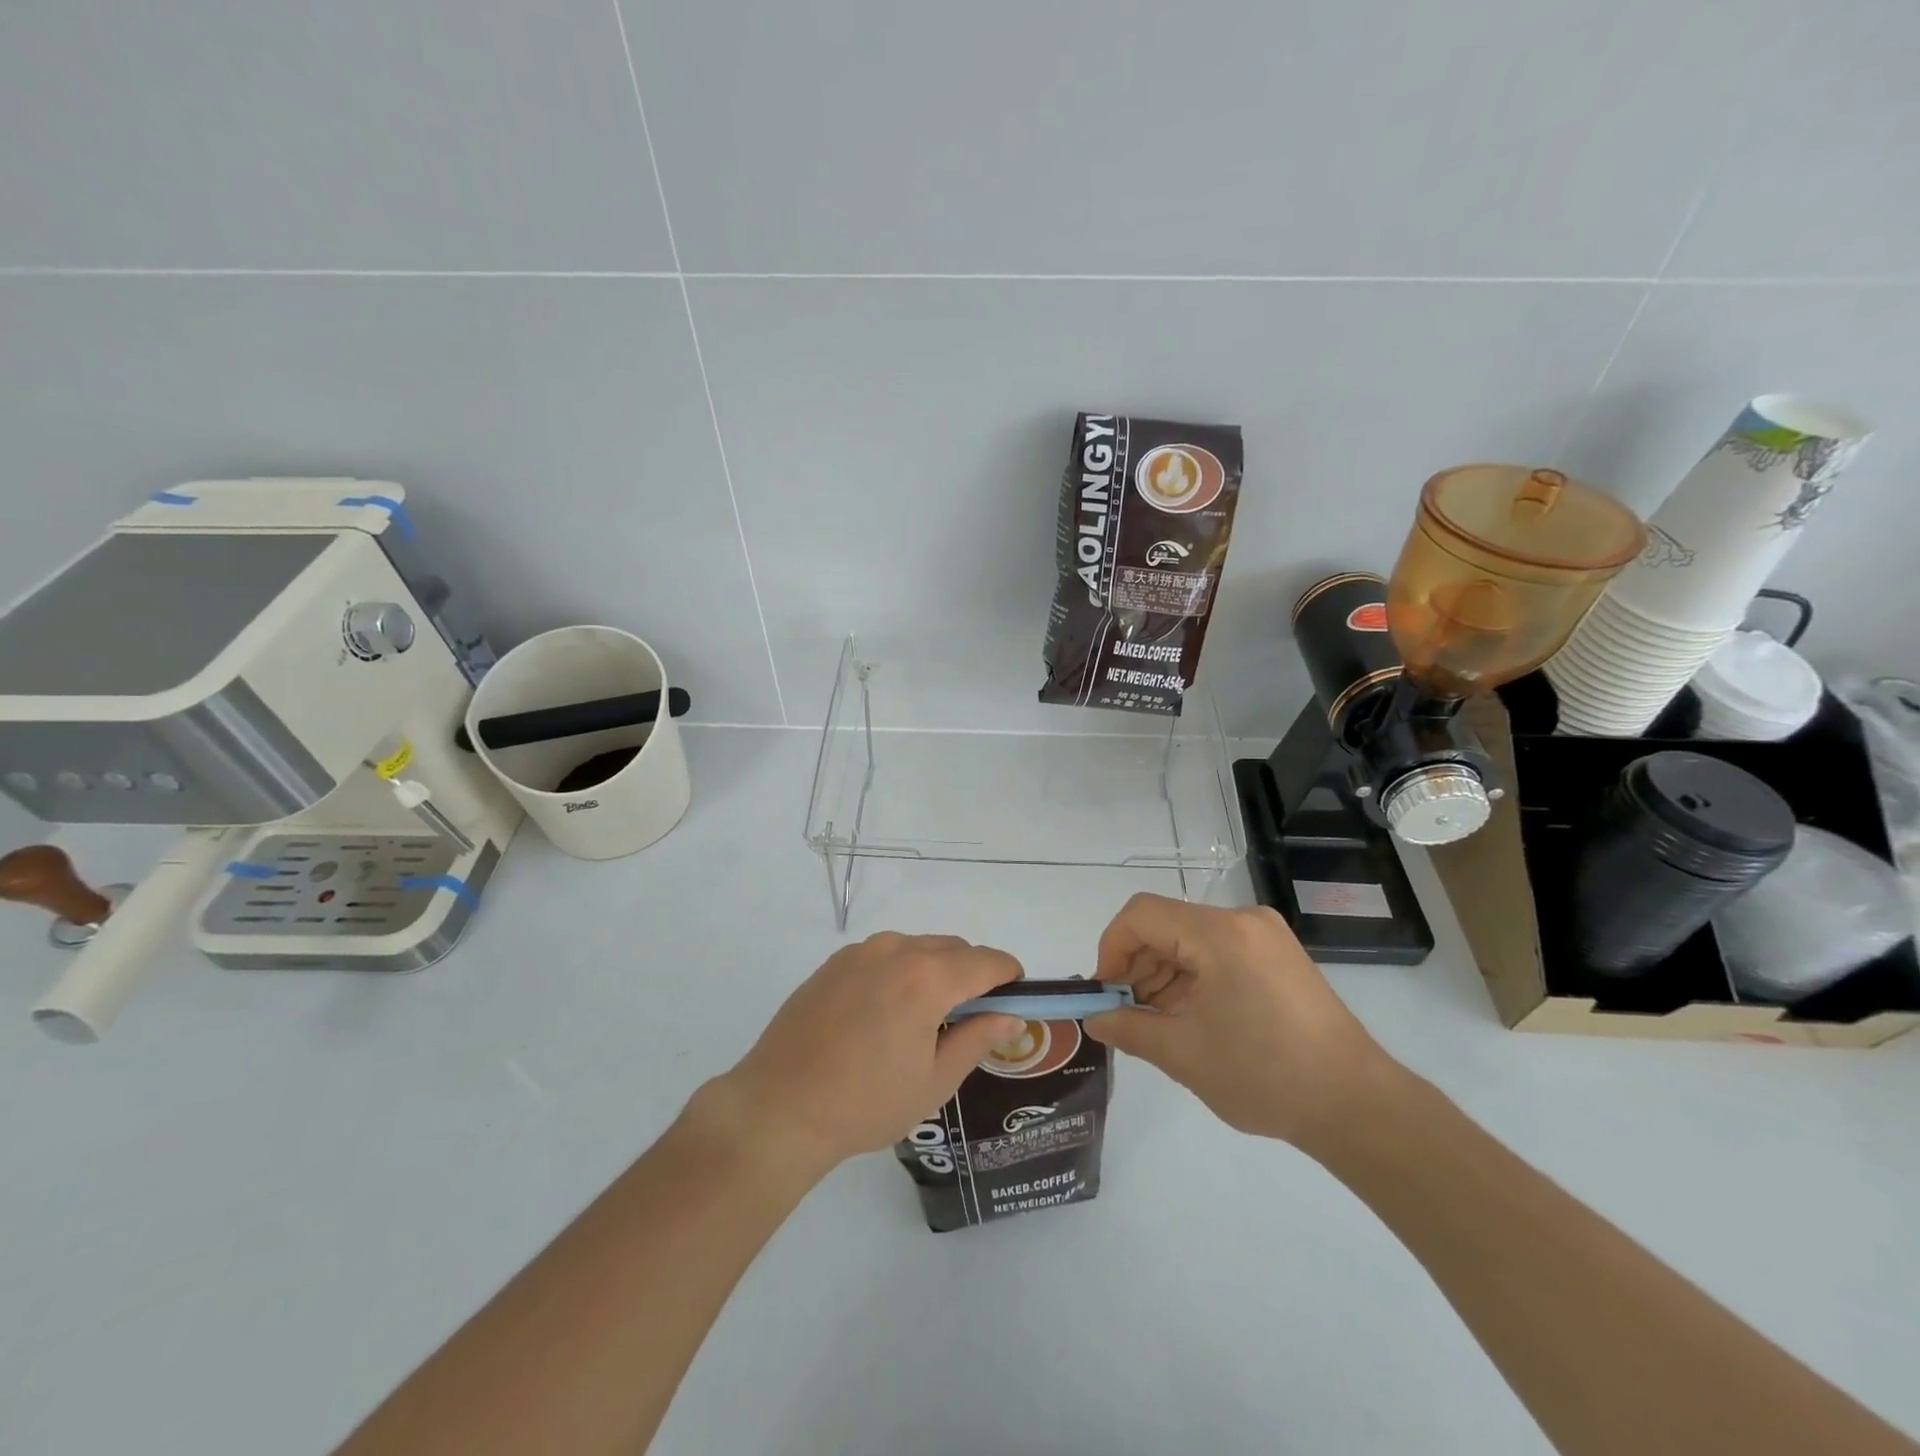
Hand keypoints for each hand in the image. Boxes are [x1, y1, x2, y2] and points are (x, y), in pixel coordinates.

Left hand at [701, 933, 1026, 1180]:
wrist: (779, 1108)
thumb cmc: (865, 1103)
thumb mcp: (934, 1081)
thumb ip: (978, 1039)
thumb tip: (1011, 1016)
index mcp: (927, 977)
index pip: (986, 961)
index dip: (1009, 976)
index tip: (1015, 998)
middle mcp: (896, 950)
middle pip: (953, 949)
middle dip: (972, 974)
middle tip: (971, 1020)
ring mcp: (860, 952)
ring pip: (918, 948)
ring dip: (936, 970)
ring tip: (925, 1020)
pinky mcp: (834, 962)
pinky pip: (885, 955)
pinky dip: (901, 971)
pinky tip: (886, 1014)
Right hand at [1084, 894, 1405, 1151]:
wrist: (1356, 1105)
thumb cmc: (1265, 1075)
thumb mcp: (1185, 1055)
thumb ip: (1129, 1029)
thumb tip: (1094, 1018)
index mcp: (1221, 934)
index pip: (1142, 915)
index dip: (1112, 948)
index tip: (1106, 993)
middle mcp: (1243, 920)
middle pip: (1167, 924)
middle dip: (1136, 965)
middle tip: (1126, 1012)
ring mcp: (1265, 935)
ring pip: (1190, 937)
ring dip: (1163, 972)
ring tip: (1156, 1021)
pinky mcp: (1277, 955)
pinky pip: (1218, 950)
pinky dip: (1192, 976)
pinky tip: (1189, 1015)